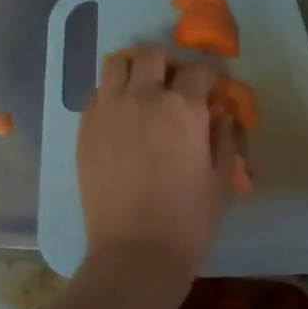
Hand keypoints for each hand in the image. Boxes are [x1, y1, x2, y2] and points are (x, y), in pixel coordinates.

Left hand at [79, 45, 239, 280]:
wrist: (135, 253)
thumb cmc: (188, 220)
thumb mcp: (221, 179)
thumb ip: (223, 138)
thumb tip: (220, 115)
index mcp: (183, 107)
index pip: (198, 70)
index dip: (210, 77)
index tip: (213, 91)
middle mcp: (142, 97)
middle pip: (152, 55)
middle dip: (168, 64)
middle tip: (174, 87)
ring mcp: (108, 111)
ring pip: (116, 64)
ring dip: (133, 71)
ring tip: (141, 93)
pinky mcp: (84, 129)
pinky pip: (96, 94)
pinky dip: (111, 96)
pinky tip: (120, 119)